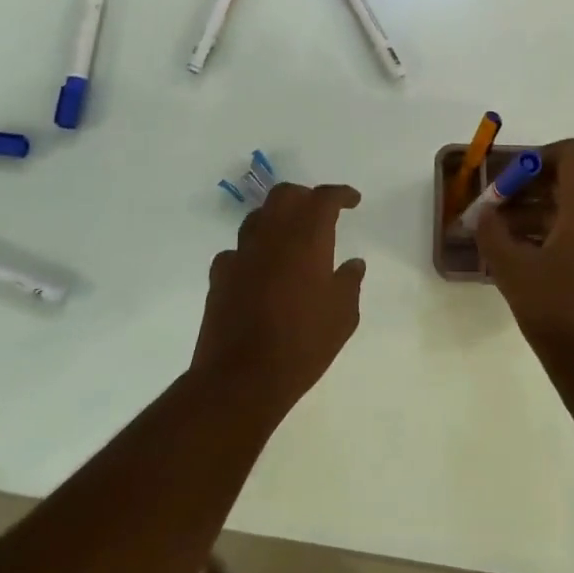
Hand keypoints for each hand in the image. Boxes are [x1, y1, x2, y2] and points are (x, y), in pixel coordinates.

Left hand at [194, 182, 365, 417]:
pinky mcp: (220, 276)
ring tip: (290, 237)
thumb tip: (353, 263)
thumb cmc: (303, 344)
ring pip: (257, 217)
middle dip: (305, 196)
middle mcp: (271, 236)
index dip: (340, 194)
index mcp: (307, 239)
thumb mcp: (343, 316)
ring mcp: (241, 254)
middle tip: (320, 212)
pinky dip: (253, 252)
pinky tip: (260, 270)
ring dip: (277, 218)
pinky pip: (237, 250)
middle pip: (285, 195)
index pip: (324, 198)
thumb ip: (350, 282)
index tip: (353, 200)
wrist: (241, 378)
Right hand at [476, 140, 573, 367]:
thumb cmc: (554, 310)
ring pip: (570, 210)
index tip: (509, 176)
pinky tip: (521, 257)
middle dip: (527, 188)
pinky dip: (550, 233)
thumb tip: (483, 214)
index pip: (570, 154)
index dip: (538, 154)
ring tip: (499, 235)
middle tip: (495, 206)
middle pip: (567, 183)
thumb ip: (491, 232)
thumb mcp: (511, 269)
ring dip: (535, 213)